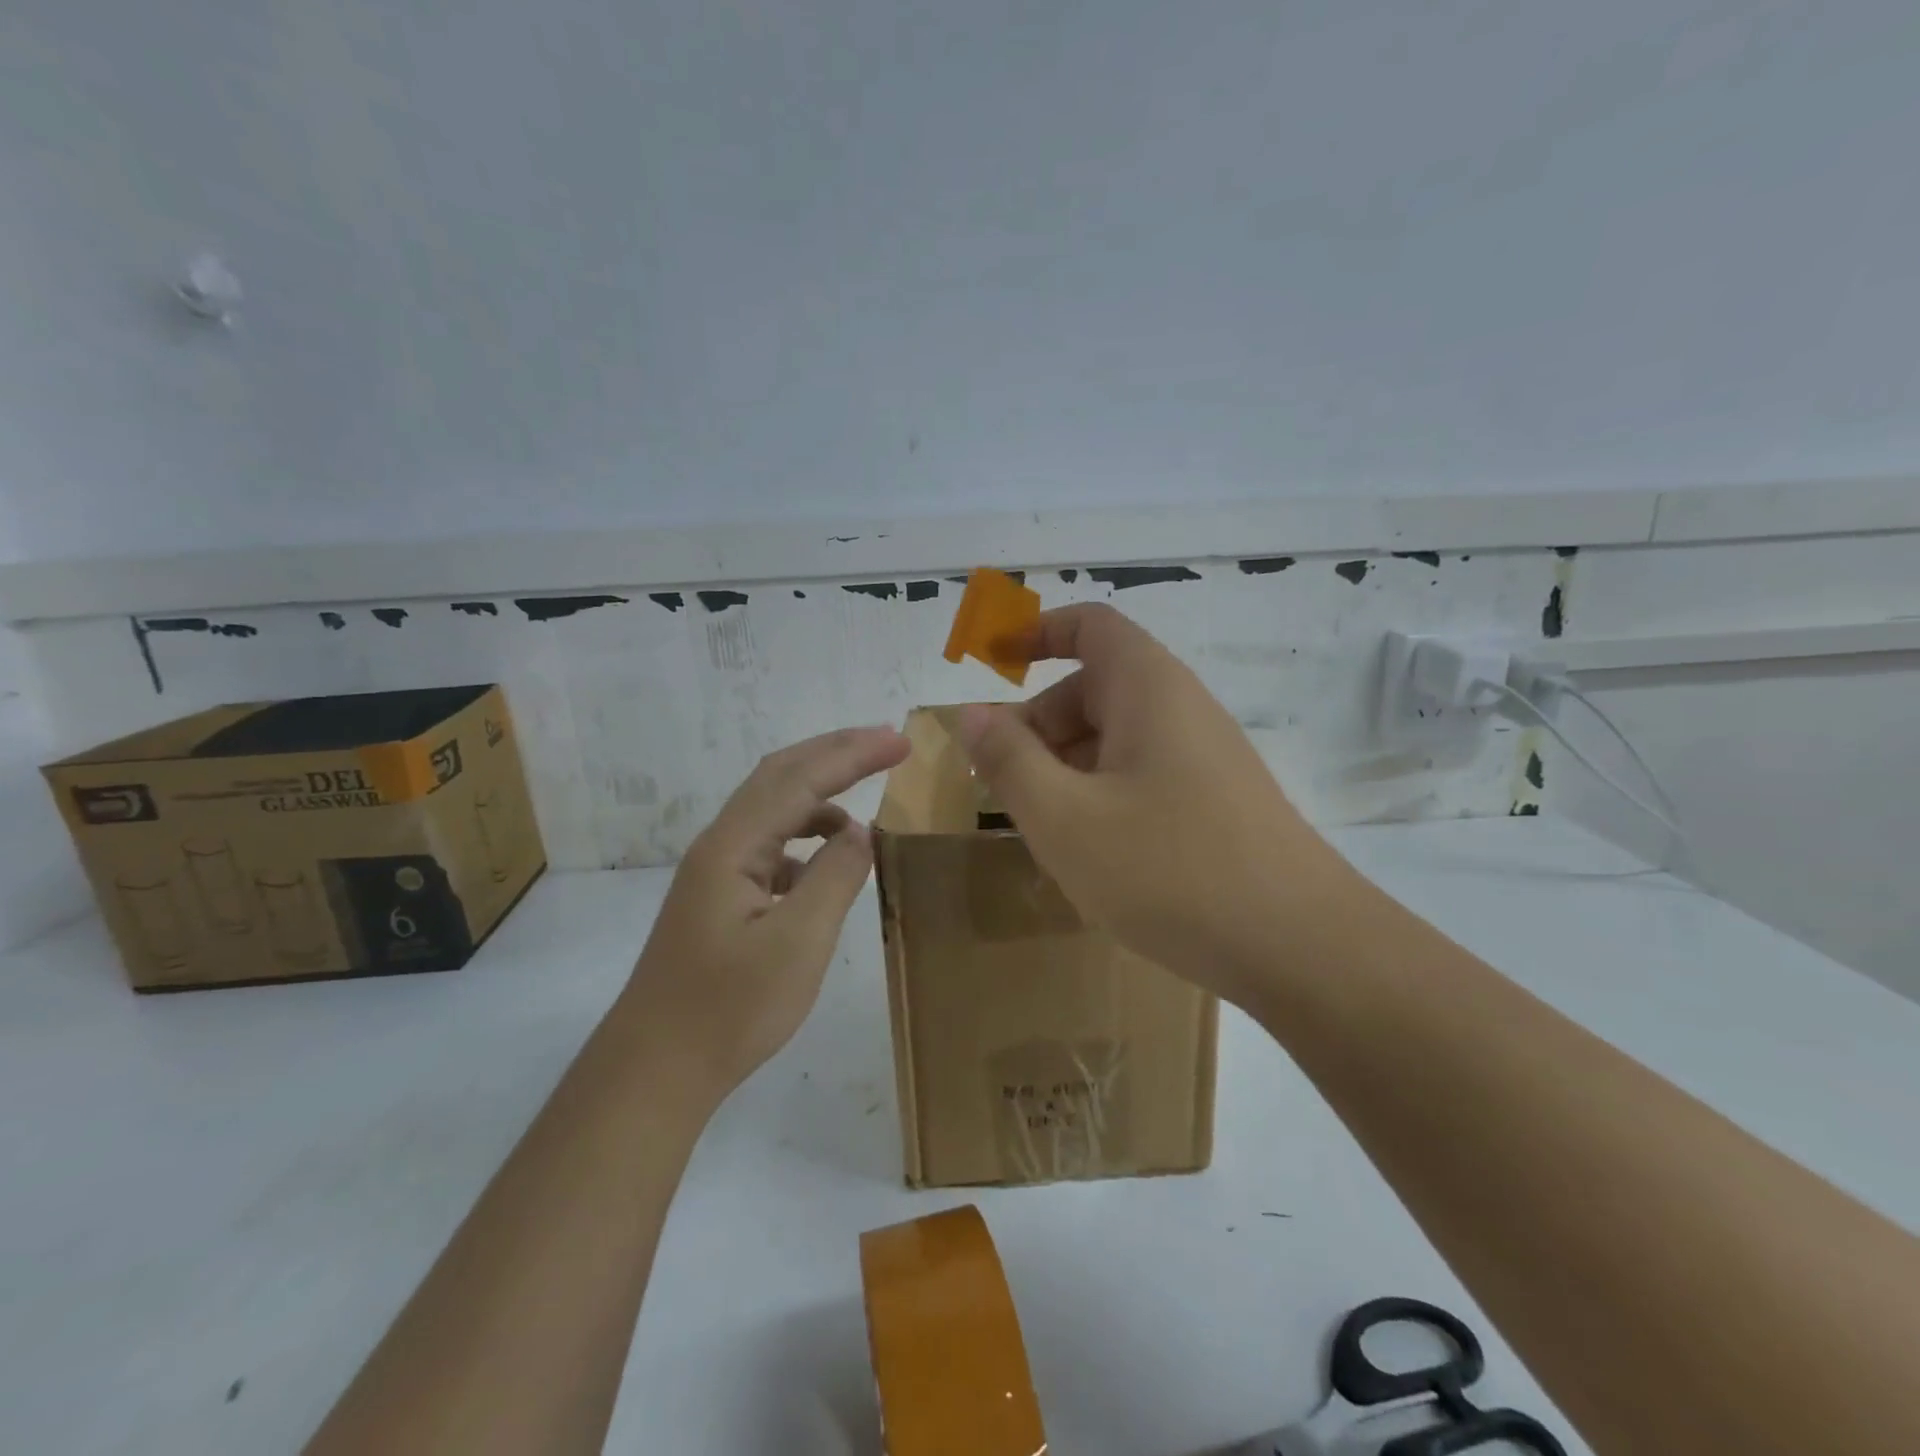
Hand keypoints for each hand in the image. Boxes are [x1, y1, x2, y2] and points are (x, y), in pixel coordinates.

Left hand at [624, 727, 909, 1094]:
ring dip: (821, 794)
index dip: (853, 754)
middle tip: (888, 744)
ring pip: (773, 810)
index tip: (901, 742)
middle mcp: (721, 845)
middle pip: (781, 777)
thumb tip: (860, 832)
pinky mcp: (720, 897)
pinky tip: (828, 859)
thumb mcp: (798, 942)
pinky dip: (806, 836)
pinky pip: (771, 845)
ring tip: (866, 798)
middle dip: (836, 753)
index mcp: (734, 847)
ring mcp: (717, 871)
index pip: (800, 779)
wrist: (656, 1069)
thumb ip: (835, 877)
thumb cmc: (729, 1008)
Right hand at [957, 605, 1348, 1005]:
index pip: (1089, 626)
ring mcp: (1204, 758)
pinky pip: (1141, 777)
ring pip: (1115, 740)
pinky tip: (1090, 853)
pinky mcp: (1216, 802)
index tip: (993, 668)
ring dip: (1066, 769)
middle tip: (1000, 785)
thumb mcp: (1064, 817)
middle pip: (1094, 689)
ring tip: (1040, 829)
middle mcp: (1181, 709)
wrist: (1301, 947)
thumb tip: (971, 713)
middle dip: (1038, 726)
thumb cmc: (1169, 869)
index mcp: (1147, 688)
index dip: (1036, 635)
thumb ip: (1008, 760)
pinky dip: (1101, 796)